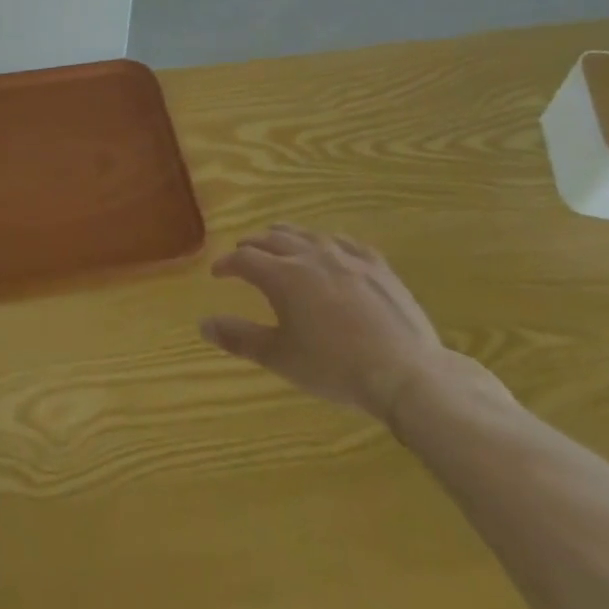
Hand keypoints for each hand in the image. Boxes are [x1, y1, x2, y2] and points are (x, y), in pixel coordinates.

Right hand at [200, 226, 447, 422]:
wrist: (406, 373)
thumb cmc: (335, 368)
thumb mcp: (280, 358)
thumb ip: (240, 337)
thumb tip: (203, 324)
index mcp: (282, 275)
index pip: (243, 259)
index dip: (227, 264)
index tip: (218, 273)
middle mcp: (309, 255)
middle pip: (272, 239)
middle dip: (253, 245)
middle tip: (243, 254)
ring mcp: (346, 256)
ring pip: (306, 234)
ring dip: (286, 237)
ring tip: (278, 243)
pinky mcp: (376, 264)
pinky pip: (344, 242)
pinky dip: (326, 243)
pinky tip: (329, 249)